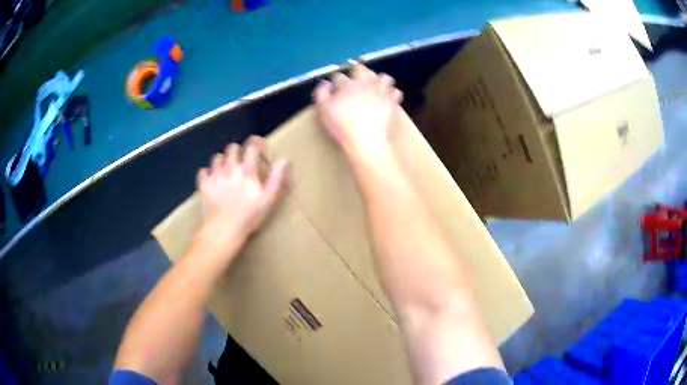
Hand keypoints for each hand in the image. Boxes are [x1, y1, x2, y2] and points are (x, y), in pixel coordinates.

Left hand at [196, 136, 288, 243]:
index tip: (261, 145)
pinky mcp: (204, 185)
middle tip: (241, 156)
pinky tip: (210, 177)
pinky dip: (207, 172)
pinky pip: (203, 172)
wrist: (224, 229)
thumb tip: (285, 159)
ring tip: (226, 167)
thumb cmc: (249, 216)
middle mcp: (230, 168)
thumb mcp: (268, 199)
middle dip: (238, 149)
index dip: (256, 142)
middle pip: (232, 149)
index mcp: (247, 171)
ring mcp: (215, 176)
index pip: (251, 147)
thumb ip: (276, 178)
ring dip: (222, 159)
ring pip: (217, 157)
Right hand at [313, 64, 402, 160]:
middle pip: (362, 69)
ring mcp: (380, 91)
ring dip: (378, 80)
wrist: (364, 139)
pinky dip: (392, 93)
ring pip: (383, 77)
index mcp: (347, 85)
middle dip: (357, 71)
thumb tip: (325, 84)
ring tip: (375, 86)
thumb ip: (321, 93)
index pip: (339, 76)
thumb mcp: (323, 110)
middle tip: (355, 79)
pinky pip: (396, 92)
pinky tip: (388, 98)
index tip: (335, 87)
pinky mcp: (391, 102)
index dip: (336, 81)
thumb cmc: (341, 125)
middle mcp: (365, 83)